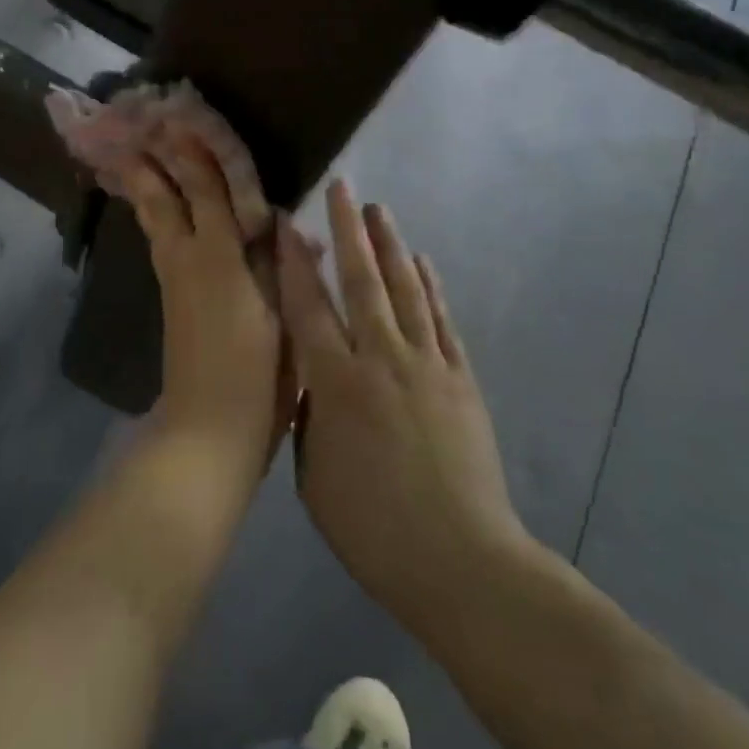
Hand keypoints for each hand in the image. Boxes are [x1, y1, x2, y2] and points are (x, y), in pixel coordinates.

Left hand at [116, 125, 292, 466]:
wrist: (209, 429)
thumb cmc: (259, 374)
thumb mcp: (283, 316)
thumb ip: (279, 264)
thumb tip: (281, 223)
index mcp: (219, 257)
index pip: (208, 192)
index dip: (197, 155)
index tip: (182, 120)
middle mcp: (188, 258)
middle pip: (165, 199)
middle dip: (152, 162)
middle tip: (136, 128)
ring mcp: (173, 278)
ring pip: (154, 219)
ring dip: (144, 185)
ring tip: (131, 157)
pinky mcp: (170, 297)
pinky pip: (159, 239)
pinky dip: (153, 214)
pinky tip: (154, 210)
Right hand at [278, 181, 524, 634]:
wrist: (460, 561)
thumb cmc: (372, 527)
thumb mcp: (314, 475)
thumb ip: (308, 417)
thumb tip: (311, 380)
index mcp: (336, 382)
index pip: (308, 306)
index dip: (295, 260)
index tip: (288, 221)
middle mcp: (380, 357)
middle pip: (361, 279)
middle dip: (348, 229)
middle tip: (343, 187)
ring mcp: (426, 363)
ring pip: (405, 288)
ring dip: (390, 244)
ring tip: (379, 209)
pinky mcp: (460, 378)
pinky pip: (441, 319)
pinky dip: (430, 286)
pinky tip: (421, 262)